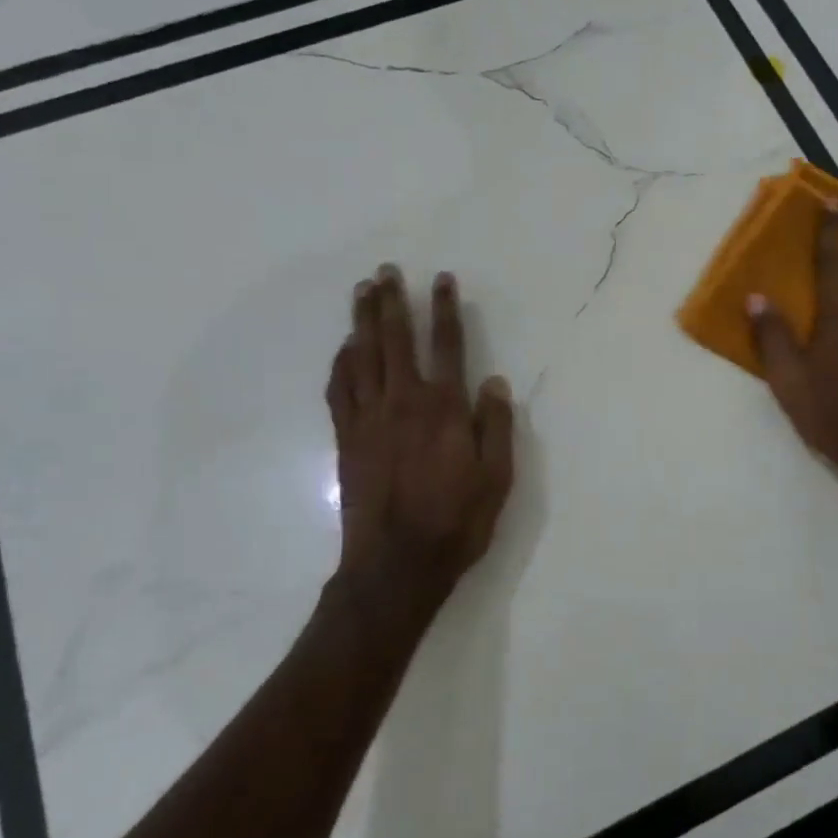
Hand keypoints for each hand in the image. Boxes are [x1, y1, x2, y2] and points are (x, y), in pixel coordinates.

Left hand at [322, 266, 514, 646]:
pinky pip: (340, 389)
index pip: (447, 345)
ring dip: (363, 321)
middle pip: (396, 340)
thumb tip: (493, 382)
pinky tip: (344, 348)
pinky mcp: (347, 439)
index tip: (441, 280)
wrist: (396, 565)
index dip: (445, 309)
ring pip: (363, 357)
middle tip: (386, 271)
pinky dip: (342, 363)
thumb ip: (496, 427)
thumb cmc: (456, 522)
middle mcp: (404, 402)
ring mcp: (369, 419)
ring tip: (362, 292)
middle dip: (393, 302)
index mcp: (445, 409)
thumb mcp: (497, 479)